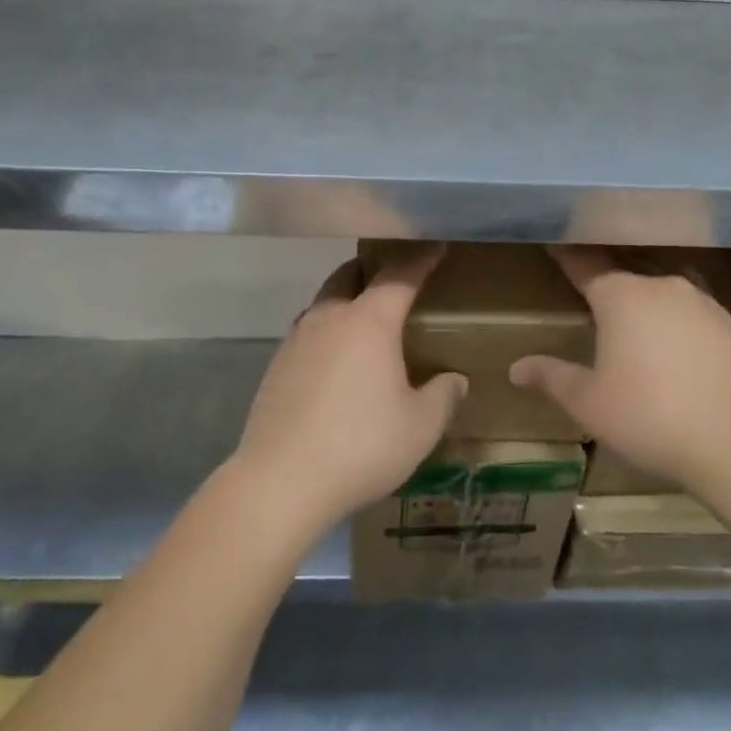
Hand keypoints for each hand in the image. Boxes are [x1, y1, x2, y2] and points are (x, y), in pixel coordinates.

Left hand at [231, 245, 466, 536]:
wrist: (280, 482)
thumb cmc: (361, 446)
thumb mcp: (419, 427)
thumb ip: (443, 397)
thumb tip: (454, 380)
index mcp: (369, 321)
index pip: (400, 275)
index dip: (422, 259)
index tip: (437, 247)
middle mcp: (330, 317)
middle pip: (351, 274)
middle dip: (375, 268)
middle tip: (396, 279)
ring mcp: (297, 339)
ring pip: (325, 301)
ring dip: (347, 298)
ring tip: (365, 319)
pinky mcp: (276, 366)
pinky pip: (308, 332)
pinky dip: (327, 331)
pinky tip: (336, 361)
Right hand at [510, 246, 730, 495]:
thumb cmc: (650, 417)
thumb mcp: (590, 404)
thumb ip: (552, 378)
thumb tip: (515, 369)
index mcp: (621, 295)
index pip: (584, 265)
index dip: (566, 255)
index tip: (553, 240)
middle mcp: (661, 286)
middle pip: (625, 272)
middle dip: (605, 278)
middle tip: (589, 288)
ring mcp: (701, 302)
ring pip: (661, 288)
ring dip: (644, 298)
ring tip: (632, 317)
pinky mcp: (730, 324)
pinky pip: (690, 310)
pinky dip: (675, 318)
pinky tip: (675, 343)